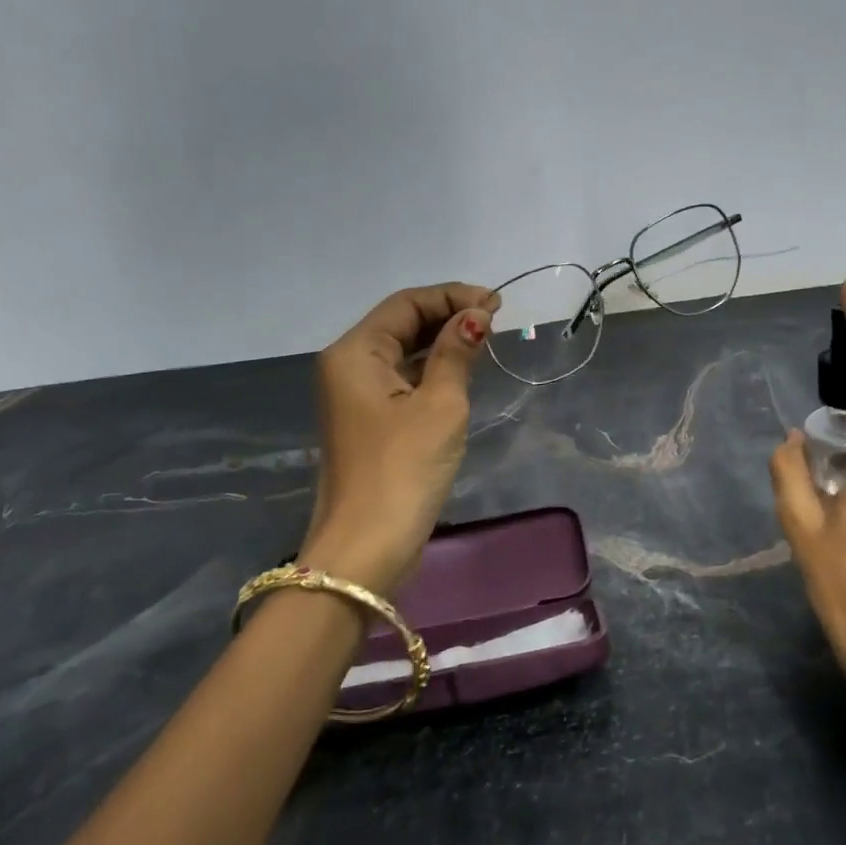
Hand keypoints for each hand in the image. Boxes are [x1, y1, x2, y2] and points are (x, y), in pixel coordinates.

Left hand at [297, 283, 499, 594]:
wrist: (366, 548)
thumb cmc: (404, 469)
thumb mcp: (439, 404)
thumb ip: (456, 353)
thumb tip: (476, 315)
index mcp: (355, 353)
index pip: (406, 304)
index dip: (453, 296)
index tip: (497, 303)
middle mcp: (348, 367)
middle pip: (401, 324)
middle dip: (448, 316)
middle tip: (496, 320)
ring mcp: (356, 398)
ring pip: (403, 353)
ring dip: (442, 343)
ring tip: (487, 341)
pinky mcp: (370, 423)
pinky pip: (402, 381)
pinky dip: (432, 371)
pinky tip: (462, 372)